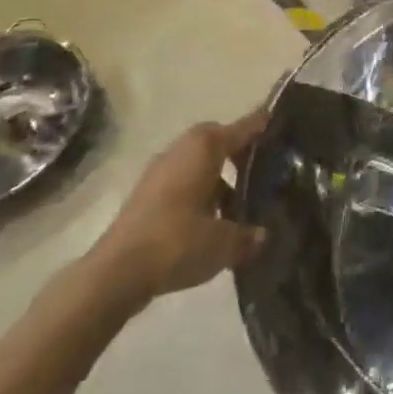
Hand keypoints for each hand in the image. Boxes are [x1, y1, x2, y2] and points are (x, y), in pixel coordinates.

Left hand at [86, 109, 268, 306]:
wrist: (114, 274)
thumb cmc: (177, 242)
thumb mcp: (223, 243)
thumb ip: (248, 236)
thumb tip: (263, 236)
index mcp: (205, 147)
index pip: (243, 128)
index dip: (262, 125)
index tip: (278, 120)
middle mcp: (182, 149)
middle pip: (217, 142)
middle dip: (238, 154)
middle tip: (260, 170)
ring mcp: (159, 172)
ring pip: (198, 164)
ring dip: (217, 179)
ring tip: (237, 205)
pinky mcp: (145, 196)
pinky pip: (182, 183)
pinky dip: (198, 194)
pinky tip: (209, 223)